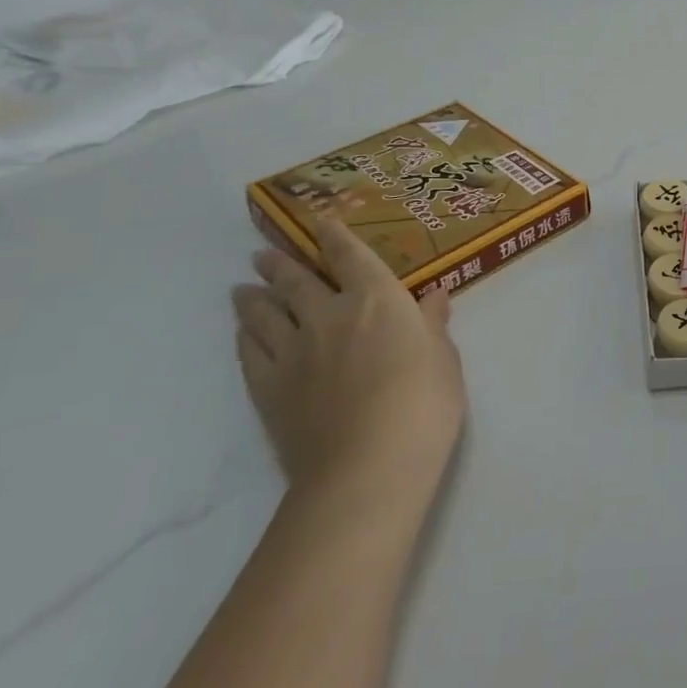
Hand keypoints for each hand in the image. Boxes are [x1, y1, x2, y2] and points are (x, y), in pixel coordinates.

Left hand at [232, 217, 464, 514]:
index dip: (333, 236)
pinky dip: (244, 337)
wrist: (368, 465)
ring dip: (253, 297)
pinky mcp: (269, 389)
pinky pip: (250, 353)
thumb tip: (434, 297)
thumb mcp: (444, 358)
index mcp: (376, 299)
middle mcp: (328, 314)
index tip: (318, 222)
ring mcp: (294, 351)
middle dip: (280, 263)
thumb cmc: (423, 402)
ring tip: (242, 289)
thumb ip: (433, 325)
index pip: (350, 255)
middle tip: (263, 254)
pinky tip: (242, 333)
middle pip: (297, 280)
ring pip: (265, 313)